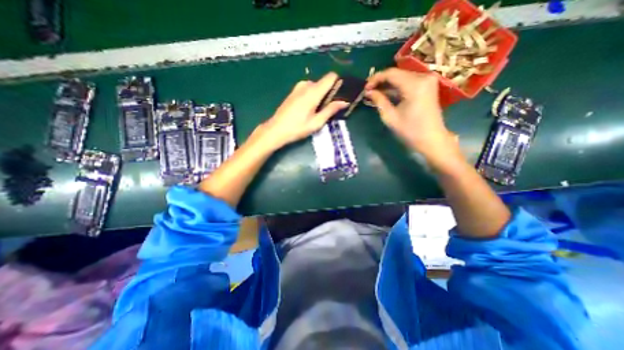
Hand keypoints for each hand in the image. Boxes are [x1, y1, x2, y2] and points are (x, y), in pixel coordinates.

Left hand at [256, 72, 348, 149]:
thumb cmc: (297, 128)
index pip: (331, 77)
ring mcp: (298, 87)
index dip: (338, 83)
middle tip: (329, 109)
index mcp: (313, 92)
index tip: (341, 94)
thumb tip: (345, 102)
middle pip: (324, 82)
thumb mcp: (316, 122)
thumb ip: (331, 110)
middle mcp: (306, 85)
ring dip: (320, 95)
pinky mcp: (293, 92)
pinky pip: (308, 89)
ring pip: (316, 86)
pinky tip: (309, 109)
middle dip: (329, 93)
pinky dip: (313, 96)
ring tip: (318, 111)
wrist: (276, 130)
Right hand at [367, 67, 462, 168]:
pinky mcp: (428, 85)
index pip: (391, 73)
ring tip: (375, 93)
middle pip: (397, 73)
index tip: (365, 88)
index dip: (375, 79)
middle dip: (381, 81)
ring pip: (402, 77)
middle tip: (368, 91)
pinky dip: (397, 87)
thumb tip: (368, 92)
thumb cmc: (410, 131)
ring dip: (388, 84)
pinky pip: (408, 82)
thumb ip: (379, 101)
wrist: (432, 139)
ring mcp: (427, 80)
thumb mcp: (390, 117)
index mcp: (414, 85)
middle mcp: (423, 77)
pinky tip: (387, 94)